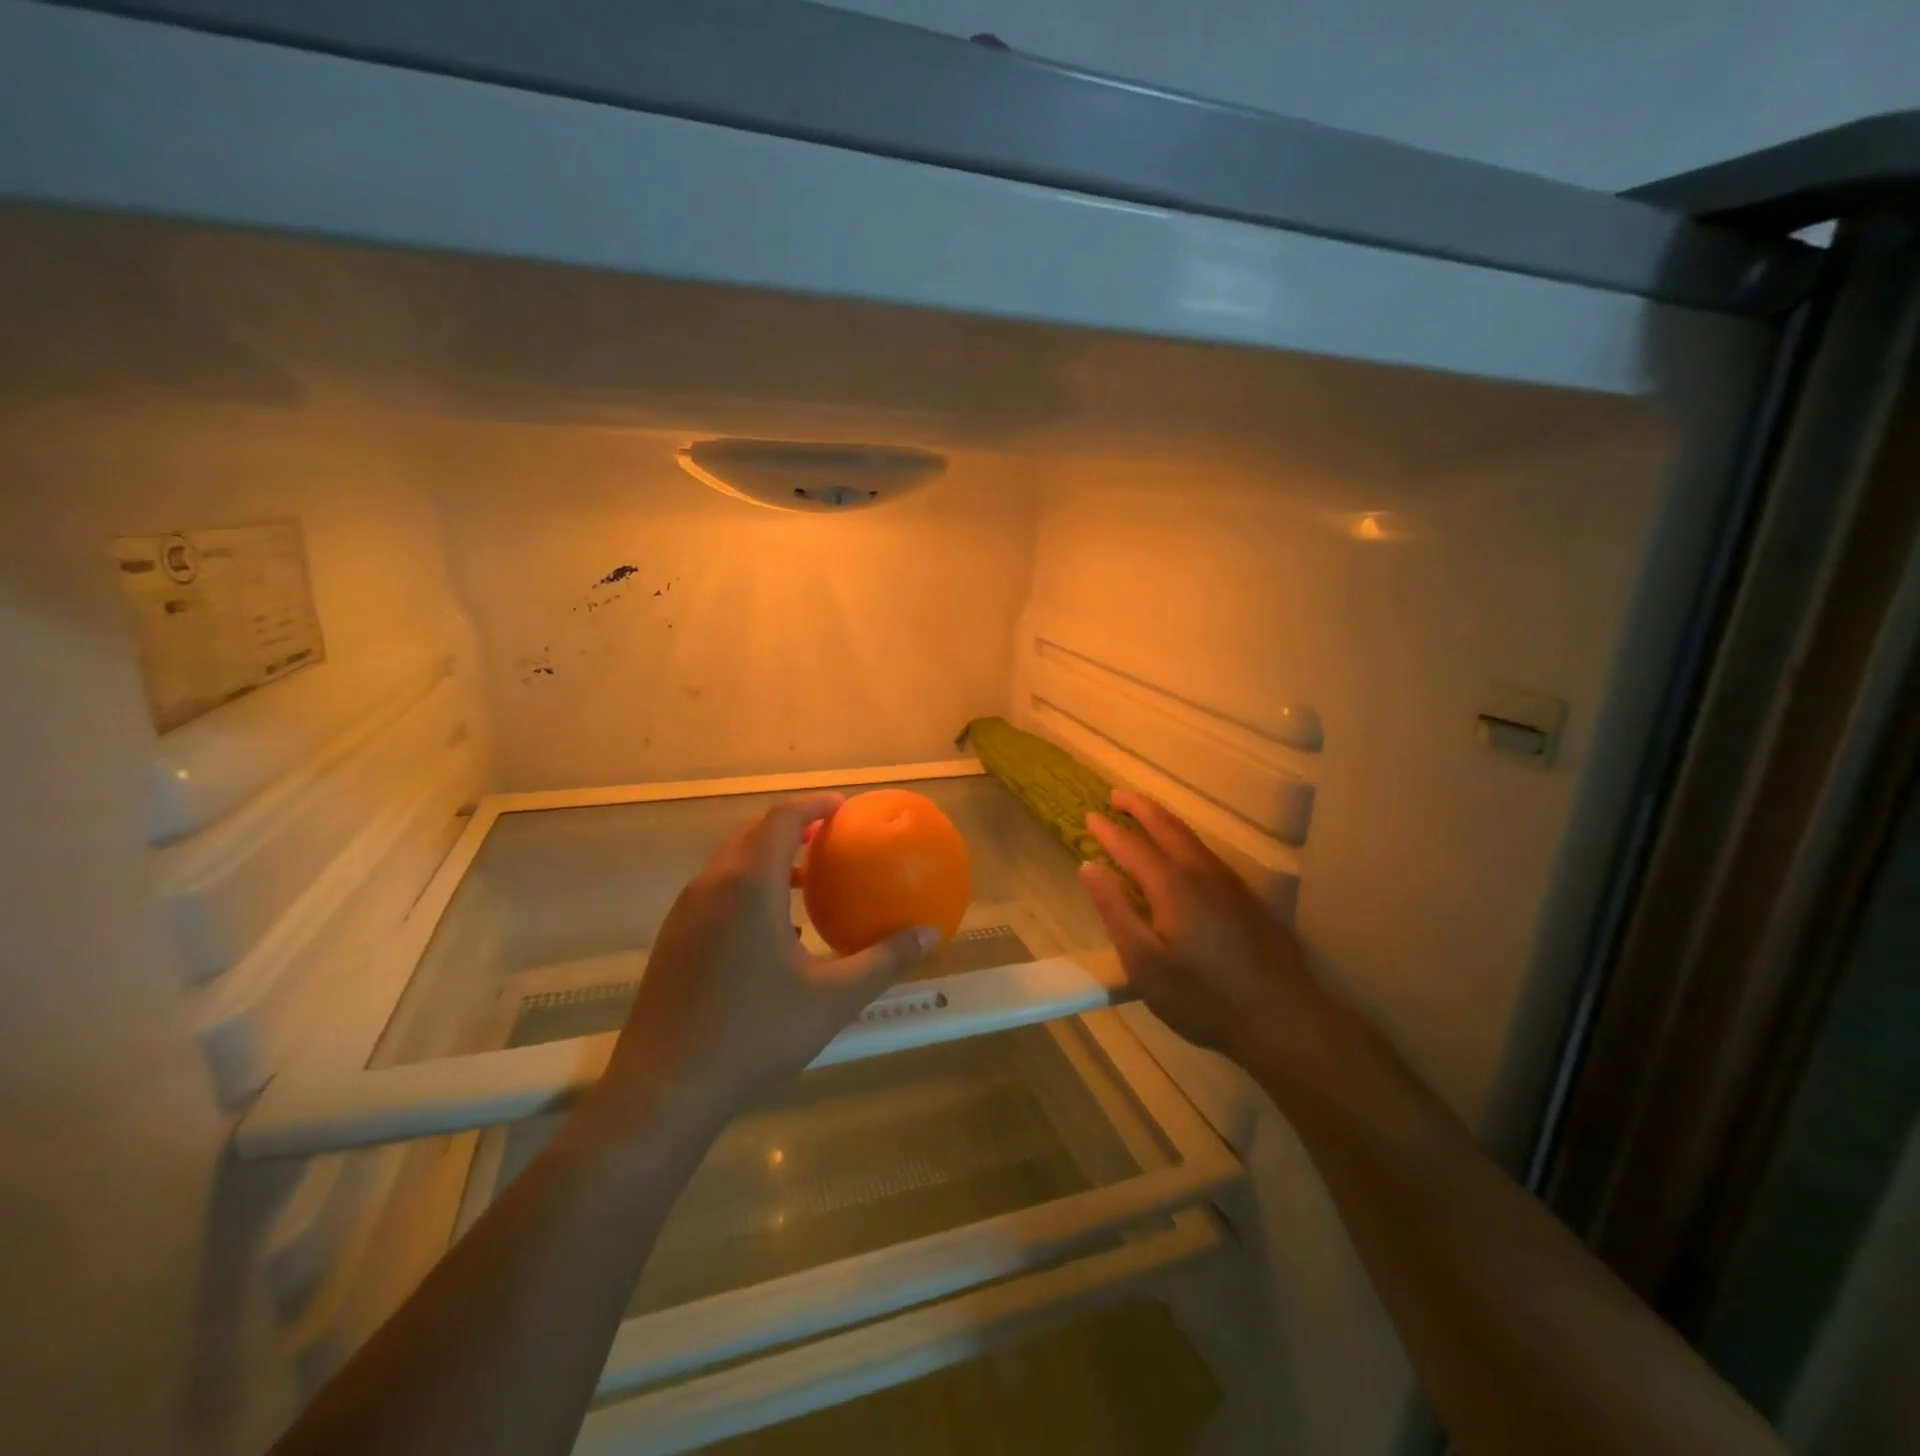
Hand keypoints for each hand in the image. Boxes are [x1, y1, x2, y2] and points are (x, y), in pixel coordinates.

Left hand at [588, 793, 937, 1130]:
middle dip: (791, 826)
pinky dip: (749, 886)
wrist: (664, 1089)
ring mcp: (686, 912)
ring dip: (769, 857)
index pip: (781, 819)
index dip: (813, 805)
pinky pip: (717, 890)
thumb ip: (883, 960)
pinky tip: (776, 931)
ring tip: (809, 880)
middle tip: (829, 837)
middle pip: (752, 833)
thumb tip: (930, 934)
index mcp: (749, 886)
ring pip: (731, 862)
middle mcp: (712, 885)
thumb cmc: (753, 1034)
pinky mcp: (674, 938)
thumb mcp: (832, 998)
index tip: (843, 807)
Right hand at [1080, 791, 1323, 1067]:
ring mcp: (1229, 883)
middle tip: (1115, 795)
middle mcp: (1201, 872)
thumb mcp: (1144, 963)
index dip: (1107, 830)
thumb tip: (1089, 867)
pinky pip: (1205, 852)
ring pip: (1190, 837)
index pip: (1131, 845)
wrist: (1282, 1019)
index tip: (1089, 815)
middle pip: (1166, 826)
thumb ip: (1114, 910)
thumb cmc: (1202, 997)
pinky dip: (1182, 838)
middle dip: (1138, 807)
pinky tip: (1181, 853)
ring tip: (1143, 814)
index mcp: (1171, 885)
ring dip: (1162, 819)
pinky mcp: (1246, 898)